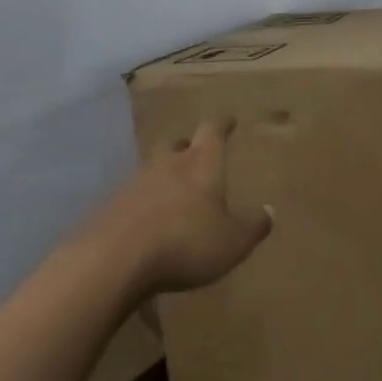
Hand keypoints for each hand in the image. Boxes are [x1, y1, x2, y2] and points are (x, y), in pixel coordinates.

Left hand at [78, 117, 273, 297]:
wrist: (114, 260)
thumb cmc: (186, 243)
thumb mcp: (232, 242)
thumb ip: (253, 227)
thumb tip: (270, 211)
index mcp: (201, 164)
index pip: (212, 131)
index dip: (222, 124)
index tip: (228, 120)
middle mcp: (167, 164)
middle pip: (176, 143)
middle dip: (187, 147)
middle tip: (196, 155)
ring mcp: (134, 183)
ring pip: (152, 169)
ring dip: (163, 176)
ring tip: (173, 194)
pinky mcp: (110, 206)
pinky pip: (132, 197)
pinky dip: (143, 203)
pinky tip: (147, 222)